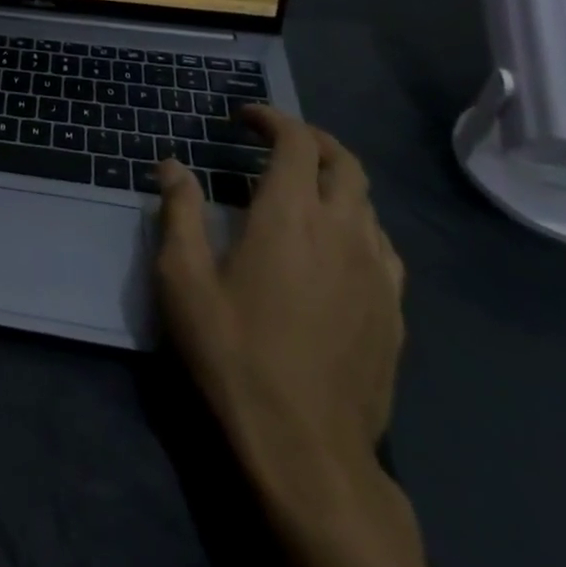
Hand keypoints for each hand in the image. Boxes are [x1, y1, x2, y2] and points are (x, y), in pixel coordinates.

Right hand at [154, 105, 404, 476]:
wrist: (306, 448)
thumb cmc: (234, 353)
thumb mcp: (183, 279)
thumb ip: (179, 212)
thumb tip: (171, 164)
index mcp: (290, 215)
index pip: (296, 141)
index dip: (272, 118)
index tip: (244, 118)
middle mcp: (342, 231)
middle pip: (344, 161)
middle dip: (311, 139)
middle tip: (276, 141)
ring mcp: (377, 272)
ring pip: (368, 202)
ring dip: (335, 180)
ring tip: (302, 190)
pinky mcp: (393, 311)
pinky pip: (383, 246)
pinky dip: (358, 223)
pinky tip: (336, 246)